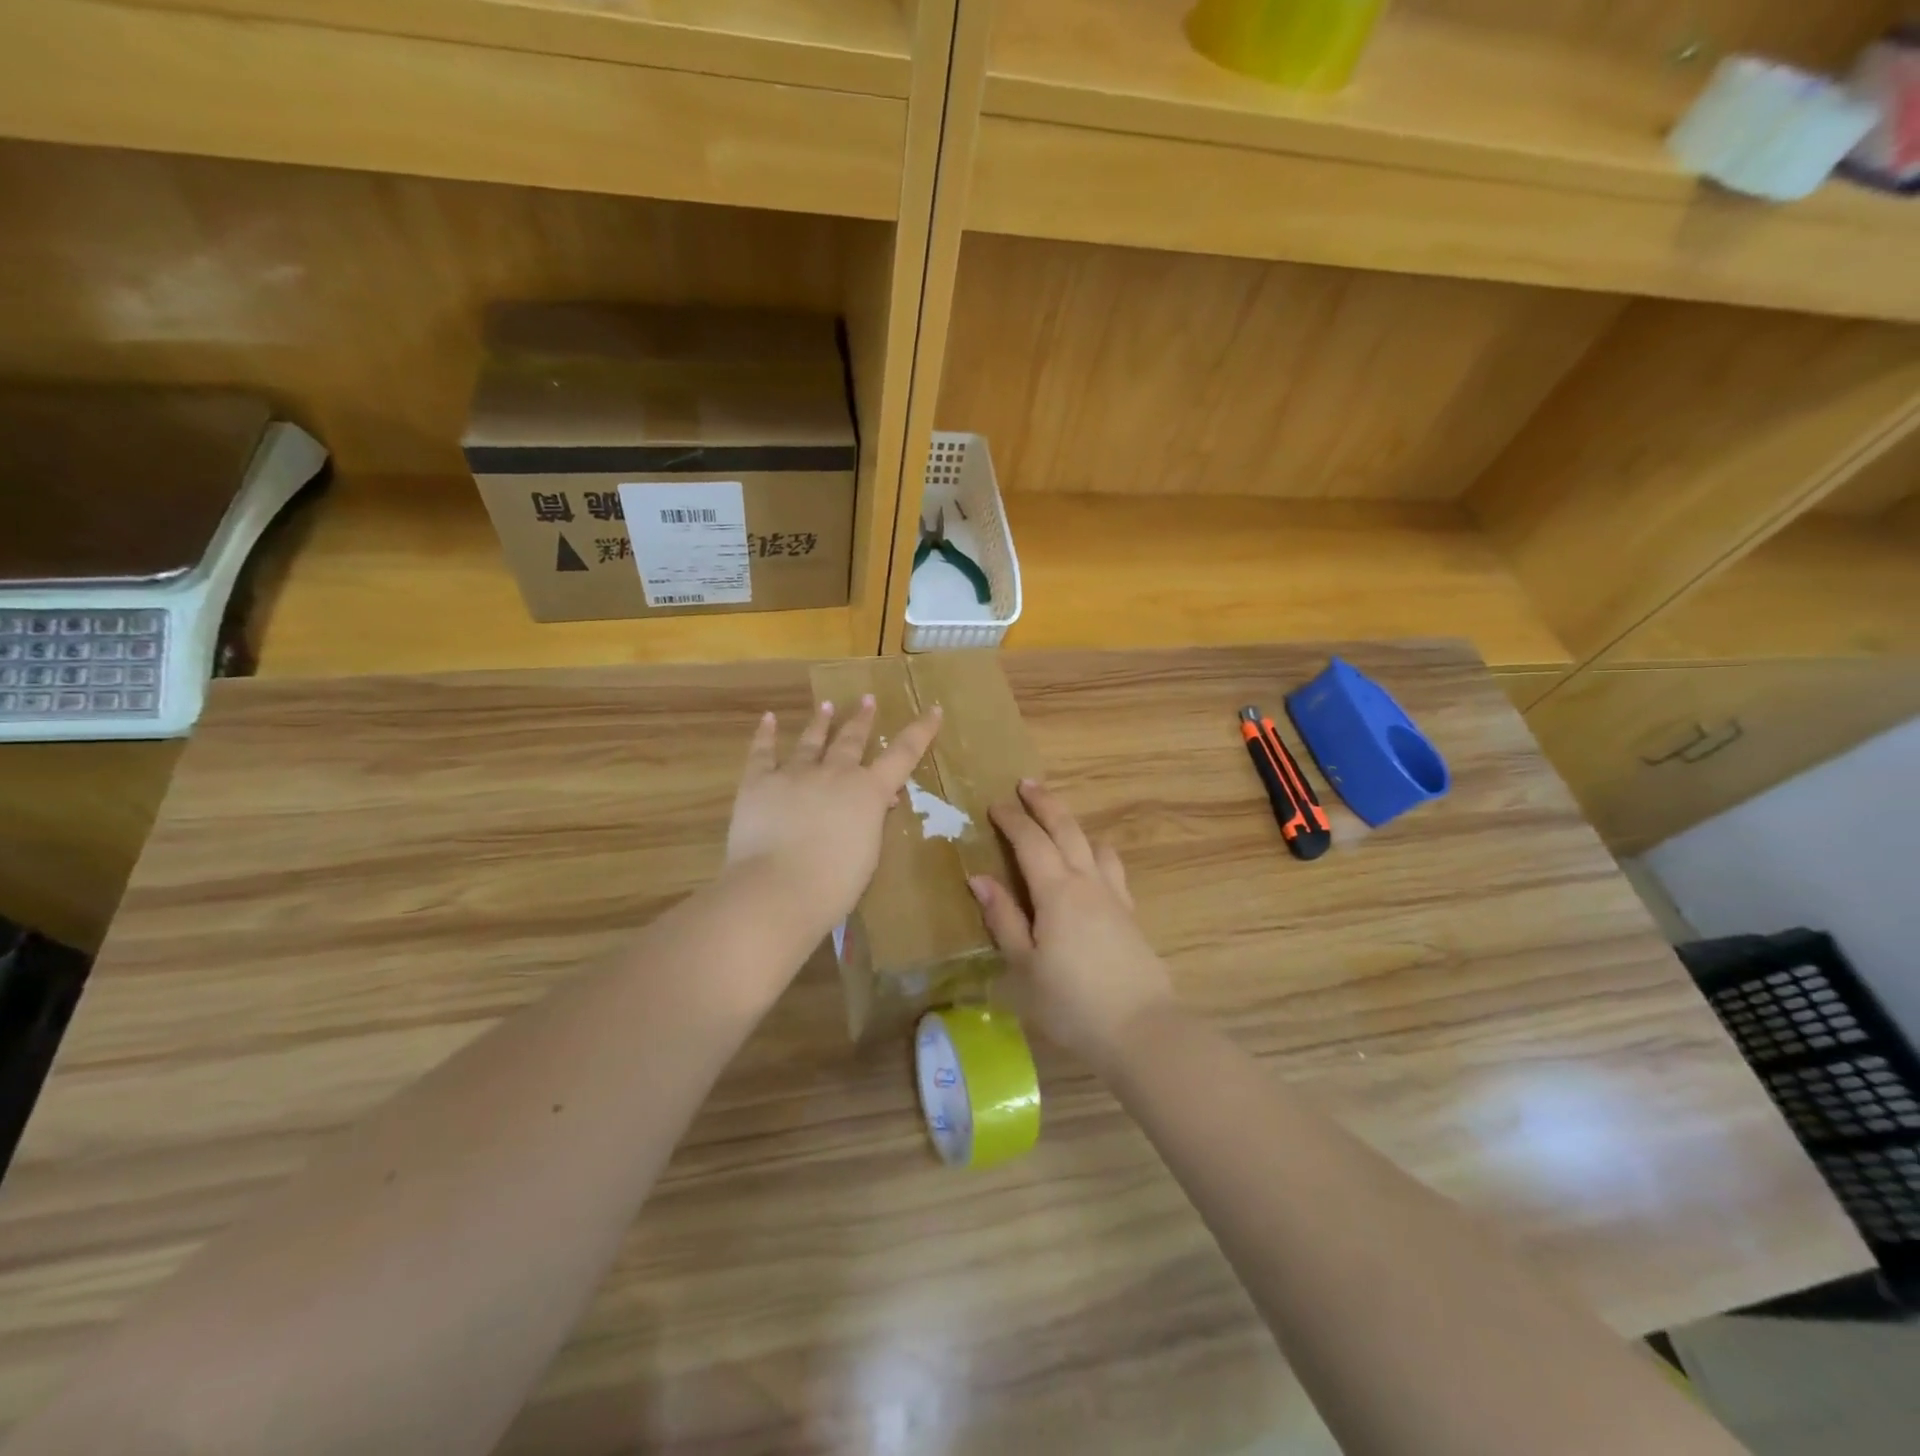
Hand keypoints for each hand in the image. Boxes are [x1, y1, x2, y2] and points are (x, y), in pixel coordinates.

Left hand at [725, 695, 941, 937]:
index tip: (933, 709)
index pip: (903, 754)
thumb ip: (872, 822)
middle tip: (867, 700)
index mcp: (868, 792)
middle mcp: (835, 773)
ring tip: (827, 705)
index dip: (920, 731)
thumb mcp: (868, 854)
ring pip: (811, 741)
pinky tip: (767, 719)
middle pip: (852, 739)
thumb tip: (878, 802)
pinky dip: (764, 735)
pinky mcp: (758, 782)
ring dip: (821, 723)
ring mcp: (794, 774)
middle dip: (862, 720)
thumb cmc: (835, 885)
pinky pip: (762, 752)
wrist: (779, 889)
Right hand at [970, 780, 1175, 1068]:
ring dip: (1073, 825)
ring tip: (1058, 821)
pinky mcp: (1130, 913)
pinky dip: (1096, 852)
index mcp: (1056, 891)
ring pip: (1093, 844)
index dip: (1011, 819)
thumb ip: (1003, 918)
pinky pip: (1112, 867)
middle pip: (1066, 829)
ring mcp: (1114, 895)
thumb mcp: (1024, 965)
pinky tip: (1092, 864)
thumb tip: (979, 878)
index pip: (1030, 841)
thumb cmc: (1071, 1002)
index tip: (994, 804)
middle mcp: (1087, 881)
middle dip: (1045, 804)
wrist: (1139, 1028)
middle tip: (1027, 784)